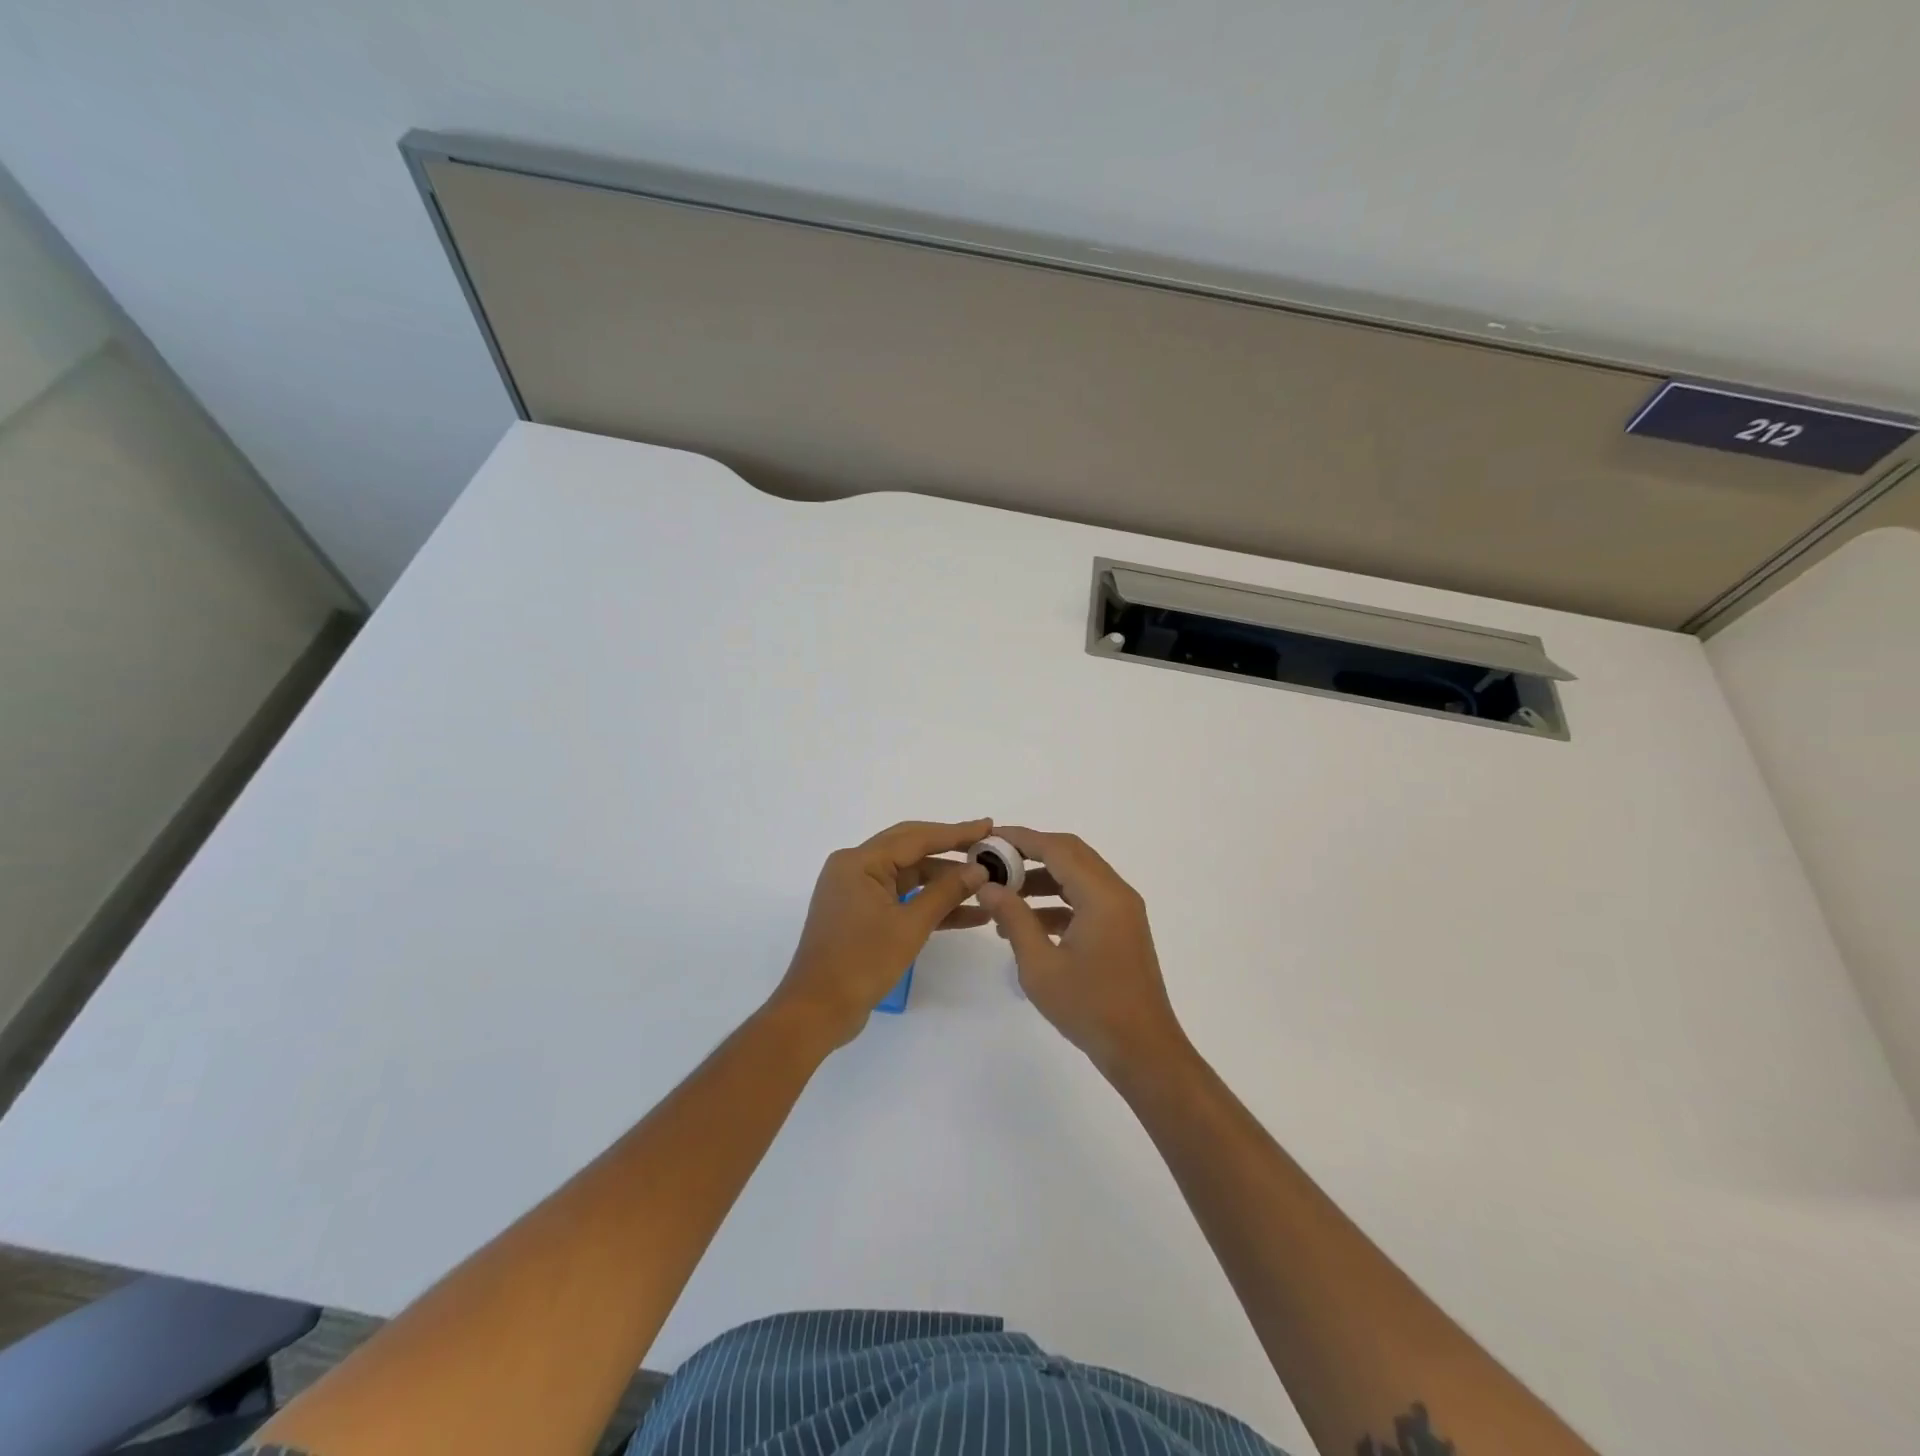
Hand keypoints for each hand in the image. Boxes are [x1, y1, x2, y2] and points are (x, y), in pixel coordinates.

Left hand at [772, 819, 992, 1049]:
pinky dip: (930, 904)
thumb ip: (946, 893)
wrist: (818, 1010)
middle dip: (952, 851)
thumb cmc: (861, 962)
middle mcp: (855, 868)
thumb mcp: (910, 926)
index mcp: (859, 861)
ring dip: (945, 882)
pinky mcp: (863, 914)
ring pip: (910, 876)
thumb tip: (979, 869)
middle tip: (989, 847)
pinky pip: (902, 898)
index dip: (955, 833)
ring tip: (987, 884)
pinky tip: (968, 914)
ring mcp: (858, 891)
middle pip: (912, 850)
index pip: (916, 837)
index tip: (988, 826)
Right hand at [976, 827, 1186, 1076]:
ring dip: (1042, 879)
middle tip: (994, 860)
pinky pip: (1086, 900)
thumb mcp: (1040, 964)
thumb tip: (988, 886)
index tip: (988, 838)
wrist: (1143, 1050)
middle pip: (1071, 854)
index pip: (1057, 848)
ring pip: (1078, 877)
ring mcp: (1123, 911)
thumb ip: (1013, 918)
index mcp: (1101, 895)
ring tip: (1003, 894)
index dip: (1021, 838)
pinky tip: (1027, 924)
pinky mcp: (1122, 929)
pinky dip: (1057, 902)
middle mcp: (1117, 893)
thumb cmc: (1090, 1007)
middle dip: (1031, 853)